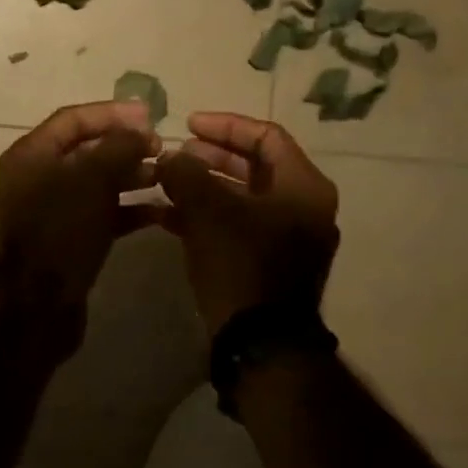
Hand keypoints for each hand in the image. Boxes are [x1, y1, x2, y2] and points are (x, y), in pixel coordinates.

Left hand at [0, 101, 159, 321]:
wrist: (40, 304)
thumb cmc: (62, 230)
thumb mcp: (92, 179)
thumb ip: (119, 147)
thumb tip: (141, 132)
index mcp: (31, 154)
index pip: (73, 119)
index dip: (112, 113)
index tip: (150, 116)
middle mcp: (37, 177)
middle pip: (86, 150)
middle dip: (125, 146)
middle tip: (162, 148)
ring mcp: (52, 210)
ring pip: (96, 182)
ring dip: (131, 176)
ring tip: (165, 176)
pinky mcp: (68, 238)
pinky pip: (101, 213)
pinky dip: (128, 209)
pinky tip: (160, 211)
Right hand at [154, 112, 339, 336]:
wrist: (260, 343)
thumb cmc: (242, 265)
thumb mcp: (209, 212)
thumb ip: (187, 174)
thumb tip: (170, 156)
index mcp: (303, 187)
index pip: (266, 137)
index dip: (225, 125)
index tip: (188, 124)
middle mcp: (302, 207)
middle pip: (254, 166)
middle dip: (209, 157)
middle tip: (174, 155)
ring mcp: (287, 237)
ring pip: (241, 197)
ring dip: (202, 186)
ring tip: (164, 182)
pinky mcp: (268, 262)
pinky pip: (237, 225)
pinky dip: (206, 215)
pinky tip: (167, 215)